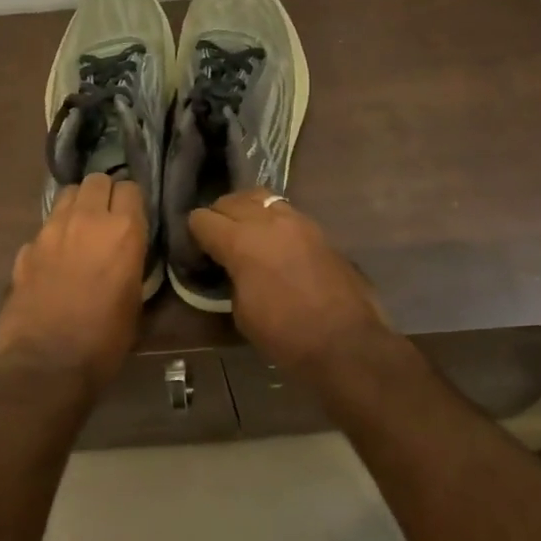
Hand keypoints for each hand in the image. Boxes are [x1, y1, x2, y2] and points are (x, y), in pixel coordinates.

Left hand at [0, 173, 147, 390]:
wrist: (47, 365)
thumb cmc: (105, 339)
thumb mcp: (135, 300)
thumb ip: (131, 262)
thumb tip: (125, 253)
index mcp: (123, 231)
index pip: (131, 188)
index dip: (132, 201)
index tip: (133, 217)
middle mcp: (86, 220)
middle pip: (96, 180)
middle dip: (104, 193)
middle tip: (107, 217)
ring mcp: (50, 231)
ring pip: (66, 195)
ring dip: (77, 205)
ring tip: (81, 230)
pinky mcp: (25, 249)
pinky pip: (44, 228)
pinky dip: (52, 236)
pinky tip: (55, 260)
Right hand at [188, 190, 390, 375]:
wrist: (346, 342)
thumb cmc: (286, 335)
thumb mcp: (242, 312)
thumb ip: (231, 277)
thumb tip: (232, 267)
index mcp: (241, 241)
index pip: (202, 219)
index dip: (194, 235)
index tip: (197, 253)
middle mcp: (268, 221)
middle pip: (231, 200)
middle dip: (219, 217)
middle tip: (218, 243)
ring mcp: (298, 221)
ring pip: (261, 198)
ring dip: (248, 211)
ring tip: (247, 235)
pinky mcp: (319, 230)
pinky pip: (286, 212)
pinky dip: (273, 221)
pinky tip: (275, 244)